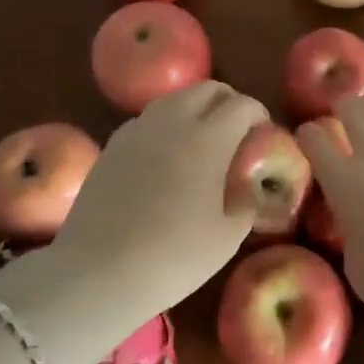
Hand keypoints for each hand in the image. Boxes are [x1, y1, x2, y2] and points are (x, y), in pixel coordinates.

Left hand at [43, 80, 267, 320]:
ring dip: (195, 108)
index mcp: (209, 139)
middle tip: (237, 130)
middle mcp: (174, 122)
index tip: (264, 133)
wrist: (98, 273)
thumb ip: (246, 204)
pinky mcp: (112, 145)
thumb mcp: (227, 238)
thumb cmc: (173, 257)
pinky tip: (165, 156)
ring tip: (201, 139)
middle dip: (228, 101)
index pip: (242, 105)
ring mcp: (138, 130)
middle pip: (207, 89)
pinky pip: (147, 120)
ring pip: (175, 99)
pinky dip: (165, 125)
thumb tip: (250, 188)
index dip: (258, 114)